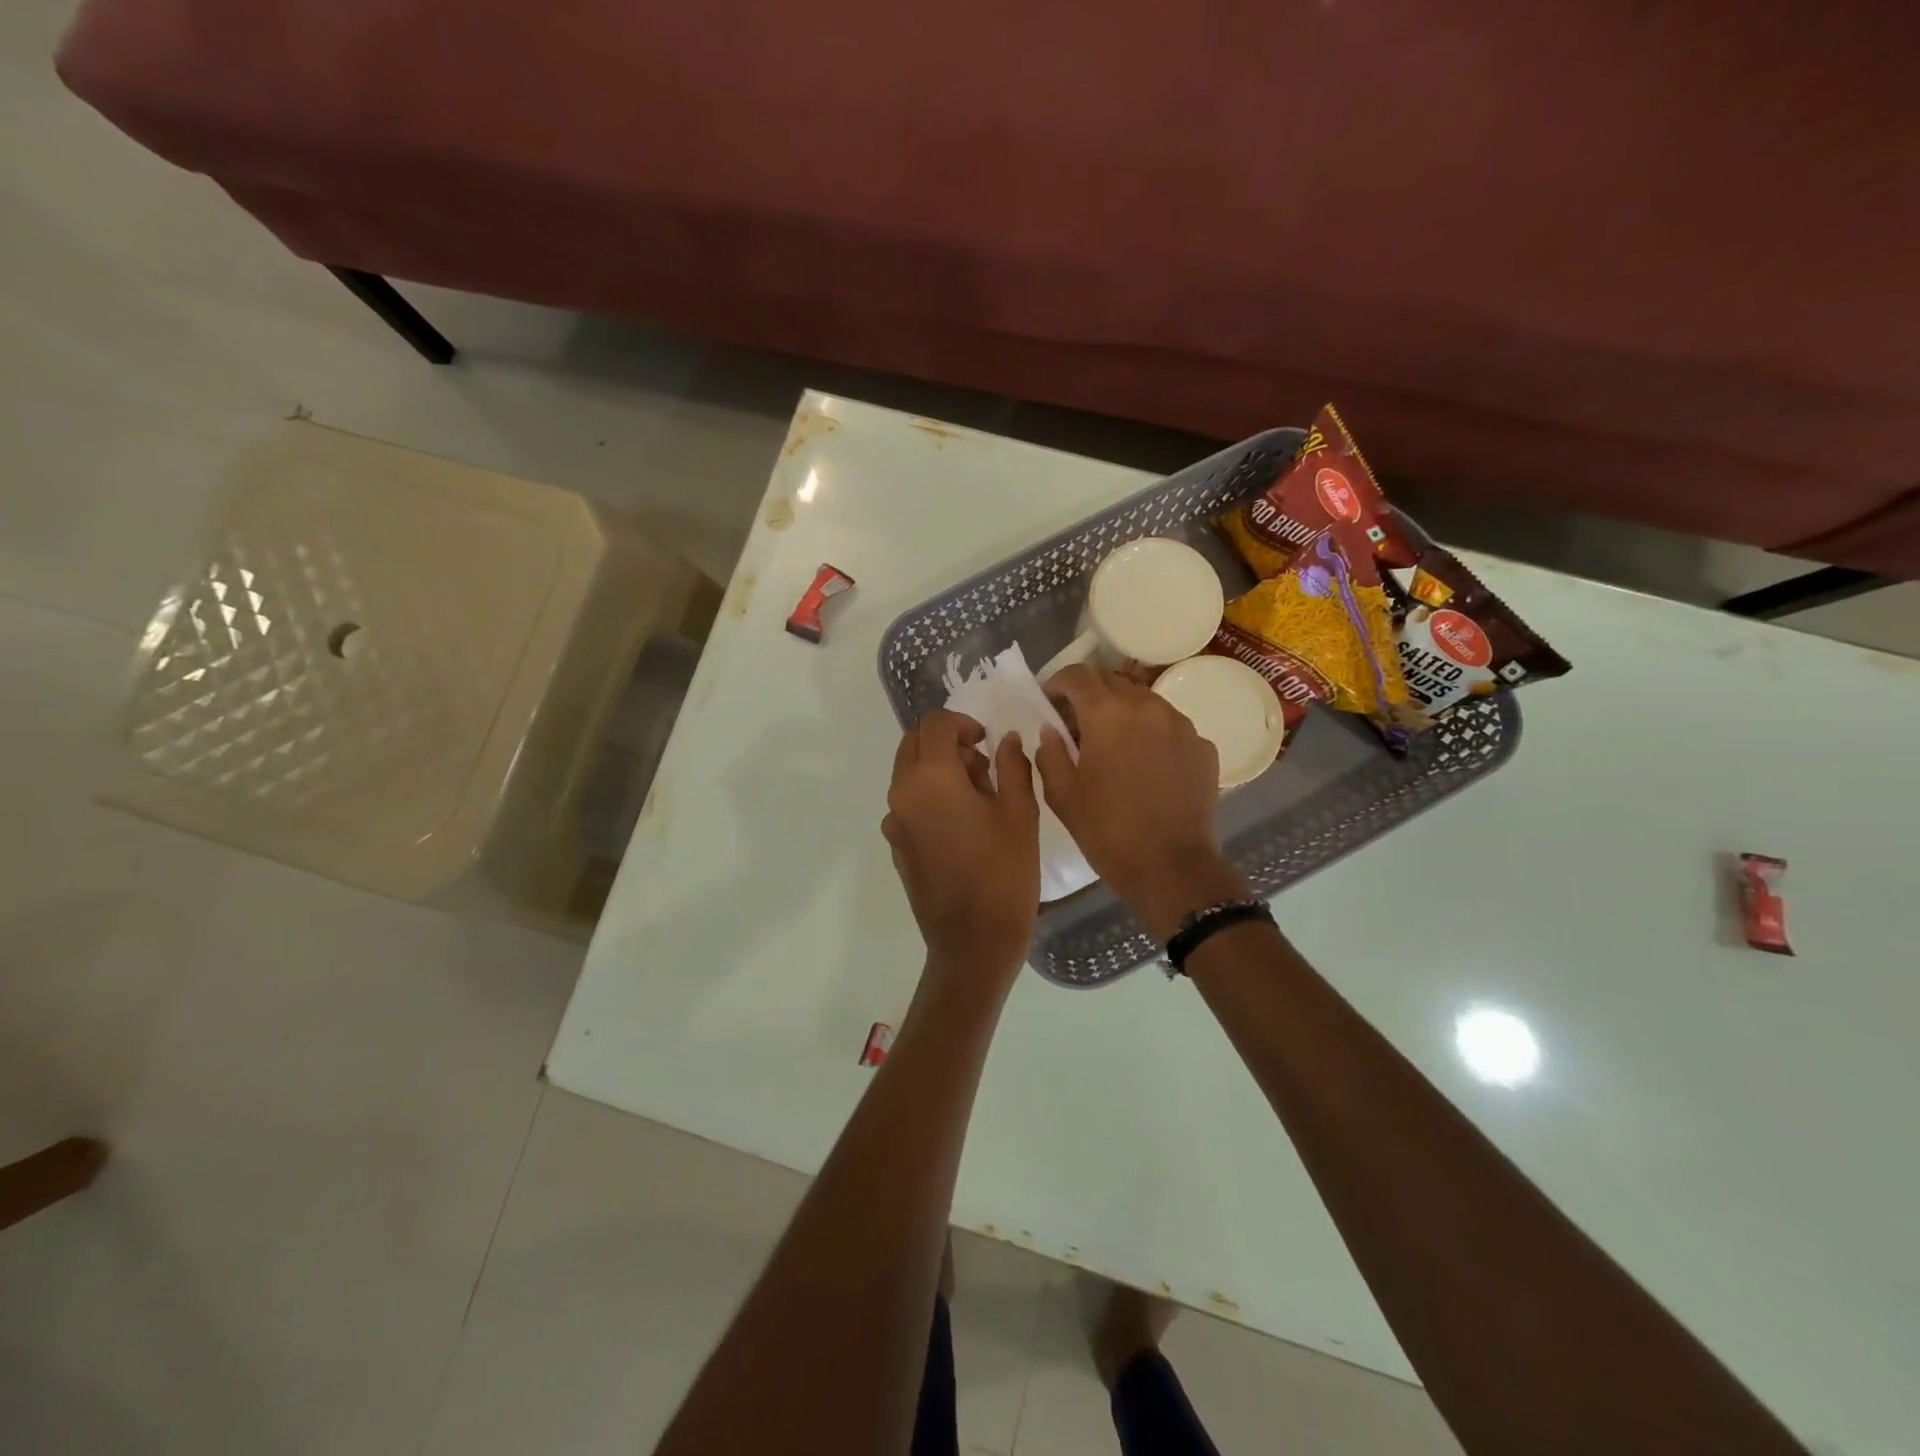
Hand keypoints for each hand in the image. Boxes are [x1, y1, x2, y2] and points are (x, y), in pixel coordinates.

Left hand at [882, 711, 1040, 985]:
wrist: (972, 942)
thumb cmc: (1004, 873)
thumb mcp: (1020, 813)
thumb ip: (1013, 766)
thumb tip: (1006, 739)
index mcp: (931, 778)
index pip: (935, 723)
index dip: (963, 723)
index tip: (987, 742)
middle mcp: (902, 793)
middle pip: (913, 742)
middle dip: (946, 742)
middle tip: (982, 767)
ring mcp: (894, 821)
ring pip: (909, 772)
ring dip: (938, 769)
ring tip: (978, 799)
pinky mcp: (895, 844)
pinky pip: (908, 802)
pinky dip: (930, 796)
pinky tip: (961, 826)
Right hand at [1036, 665, 1246, 939]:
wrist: (1172, 868)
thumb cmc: (1108, 832)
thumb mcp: (1062, 796)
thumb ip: (1050, 753)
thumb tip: (1052, 730)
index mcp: (1107, 714)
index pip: (1077, 675)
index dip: (1057, 681)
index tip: (1049, 699)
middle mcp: (1148, 707)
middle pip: (1113, 681)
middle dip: (1090, 695)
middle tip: (1077, 723)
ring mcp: (1181, 725)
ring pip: (1145, 701)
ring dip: (1123, 711)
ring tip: (1113, 743)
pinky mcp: (1203, 747)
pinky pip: (1170, 727)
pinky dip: (1152, 734)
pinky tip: (1145, 764)